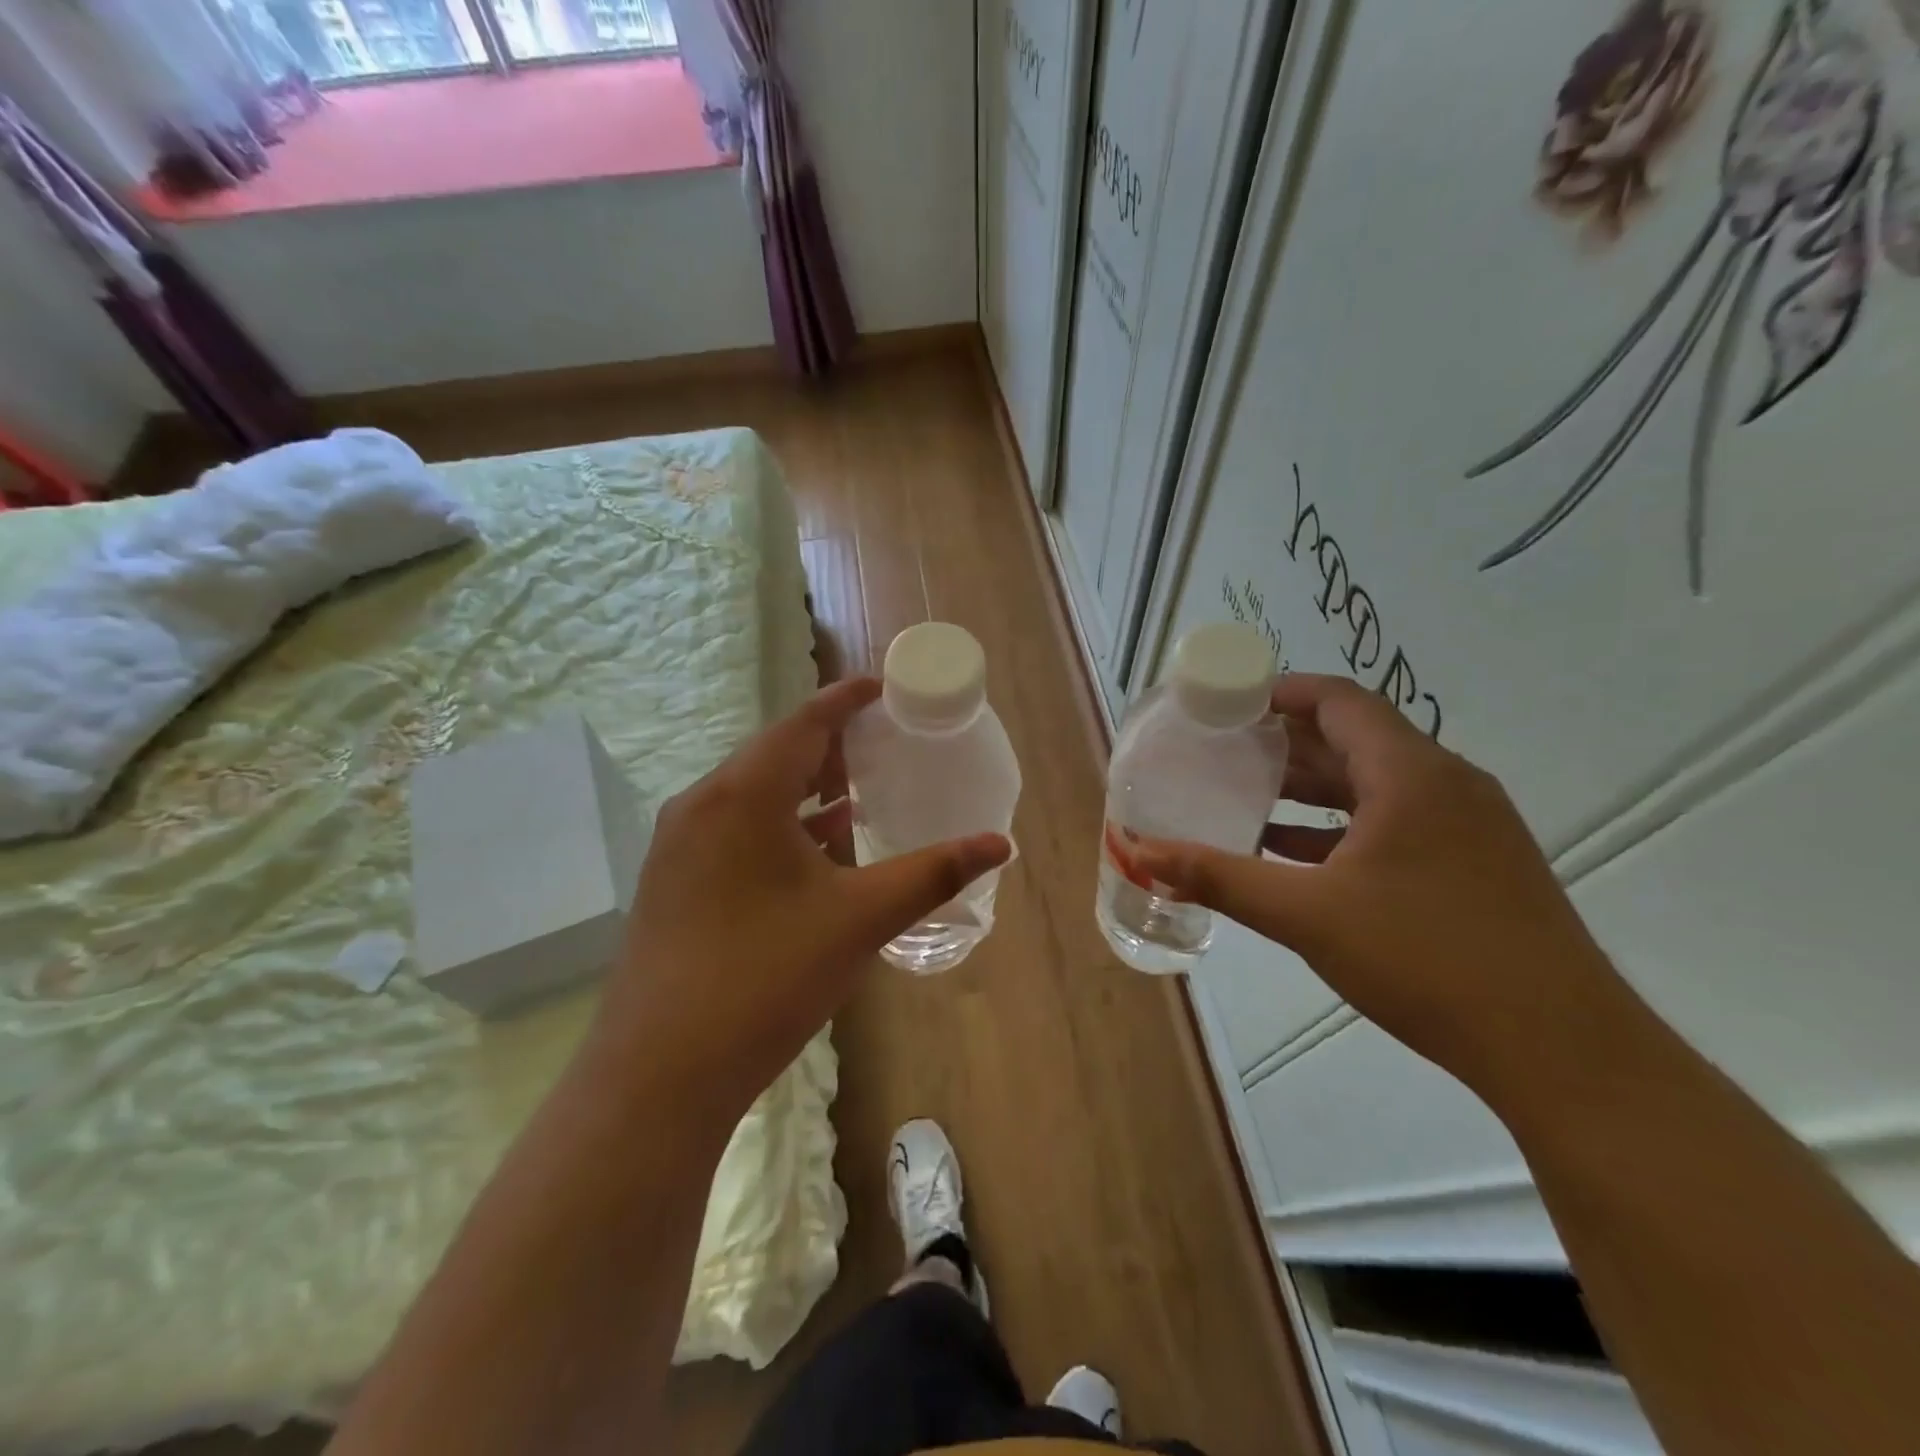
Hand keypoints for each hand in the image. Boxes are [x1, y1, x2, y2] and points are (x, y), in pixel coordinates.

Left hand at [596, 678, 1009, 1128]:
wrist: (660, 1074)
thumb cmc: (766, 977)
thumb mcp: (860, 919)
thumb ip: (932, 874)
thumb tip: (1000, 844)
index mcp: (743, 794)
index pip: (803, 723)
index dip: (845, 700)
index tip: (882, 689)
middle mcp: (702, 805)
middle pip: (773, 753)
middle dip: (828, 743)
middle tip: (880, 742)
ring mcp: (679, 845)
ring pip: (751, 793)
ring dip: (802, 787)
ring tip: (856, 791)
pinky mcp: (672, 882)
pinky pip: (734, 828)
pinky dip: (778, 824)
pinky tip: (813, 849)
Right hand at [1134, 674, 1625, 1086]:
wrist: (1561, 1049)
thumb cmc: (1426, 959)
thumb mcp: (1306, 915)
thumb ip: (1218, 878)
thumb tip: (1141, 853)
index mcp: (1411, 774)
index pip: (1339, 701)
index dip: (1280, 692)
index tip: (1227, 702)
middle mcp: (1445, 784)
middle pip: (1354, 739)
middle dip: (1285, 742)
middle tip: (1221, 750)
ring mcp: (1467, 826)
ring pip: (1374, 784)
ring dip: (1311, 788)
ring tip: (1245, 795)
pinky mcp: (1474, 865)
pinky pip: (1394, 822)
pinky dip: (1340, 827)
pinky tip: (1292, 853)